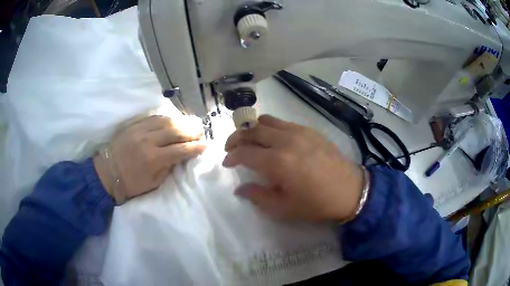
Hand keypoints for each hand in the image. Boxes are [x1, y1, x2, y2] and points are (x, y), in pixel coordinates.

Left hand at [94, 115, 205, 202]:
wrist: (107, 173)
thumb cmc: (131, 183)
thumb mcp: (153, 183)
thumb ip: (168, 168)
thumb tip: (180, 156)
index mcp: (153, 159)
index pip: (180, 150)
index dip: (195, 147)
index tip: (205, 145)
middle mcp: (148, 141)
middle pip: (175, 131)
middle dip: (190, 131)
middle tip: (200, 131)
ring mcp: (139, 130)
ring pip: (165, 120)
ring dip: (180, 122)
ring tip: (188, 124)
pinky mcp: (133, 125)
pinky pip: (153, 117)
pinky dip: (165, 118)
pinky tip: (172, 120)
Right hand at [223, 115, 363, 221]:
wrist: (350, 190)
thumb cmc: (316, 204)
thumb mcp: (284, 208)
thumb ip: (258, 196)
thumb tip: (240, 189)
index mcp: (278, 162)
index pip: (245, 152)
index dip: (231, 157)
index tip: (226, 163)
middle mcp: (286, 141)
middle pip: (252, 131)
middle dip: (236, 138)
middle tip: (231, 148)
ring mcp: (299, 132)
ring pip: (267, 121)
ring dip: (252, 129)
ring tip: (249, 139)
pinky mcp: (310, 130)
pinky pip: (283, 122)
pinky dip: (270, 127)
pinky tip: (273, 138)